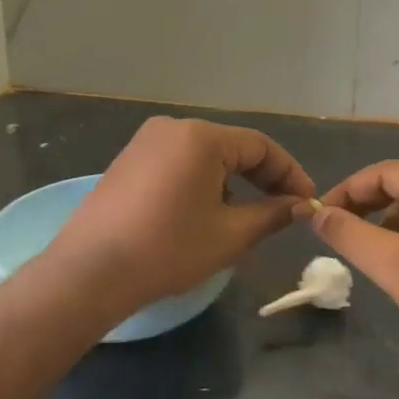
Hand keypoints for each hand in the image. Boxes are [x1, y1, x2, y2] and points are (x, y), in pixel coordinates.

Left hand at [44, 117, 316, 317]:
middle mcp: (172, 127)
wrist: (91, 271)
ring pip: (204, 158)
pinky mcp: (127, 161)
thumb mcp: (230, 235)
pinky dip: (200, 185)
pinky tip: (201, 216)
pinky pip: (177, 165)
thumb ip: (272, 214)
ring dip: (230, 184)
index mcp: (201, 137)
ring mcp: (145, 142)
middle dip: (260, 179)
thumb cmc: (168, 249)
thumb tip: (300, 206)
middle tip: (282, 211)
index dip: (289, 174)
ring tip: (241, 221)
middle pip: (231, 148)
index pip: (261, 146)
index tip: (307, 202)